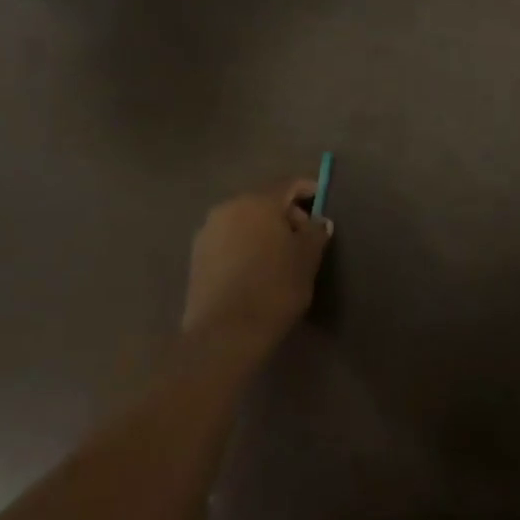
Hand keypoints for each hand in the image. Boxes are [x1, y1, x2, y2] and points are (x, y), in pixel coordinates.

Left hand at [183, 180, 330, 364]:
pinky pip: (229, 240)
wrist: (224, 333)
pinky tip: (255, 269)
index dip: (309, 190)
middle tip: (304, 237)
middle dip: (286, 214)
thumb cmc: (274, 289)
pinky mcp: (197, 256)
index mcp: (259, 202)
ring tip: (280, 257)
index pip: (289, 185)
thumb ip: (316, 233)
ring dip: (263, 231)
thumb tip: (319, 222)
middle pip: (264, 201)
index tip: (322, 203)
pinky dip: (245, 246)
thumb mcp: (307, 260)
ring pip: (244, 221)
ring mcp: (208, 231)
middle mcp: (229, 207)